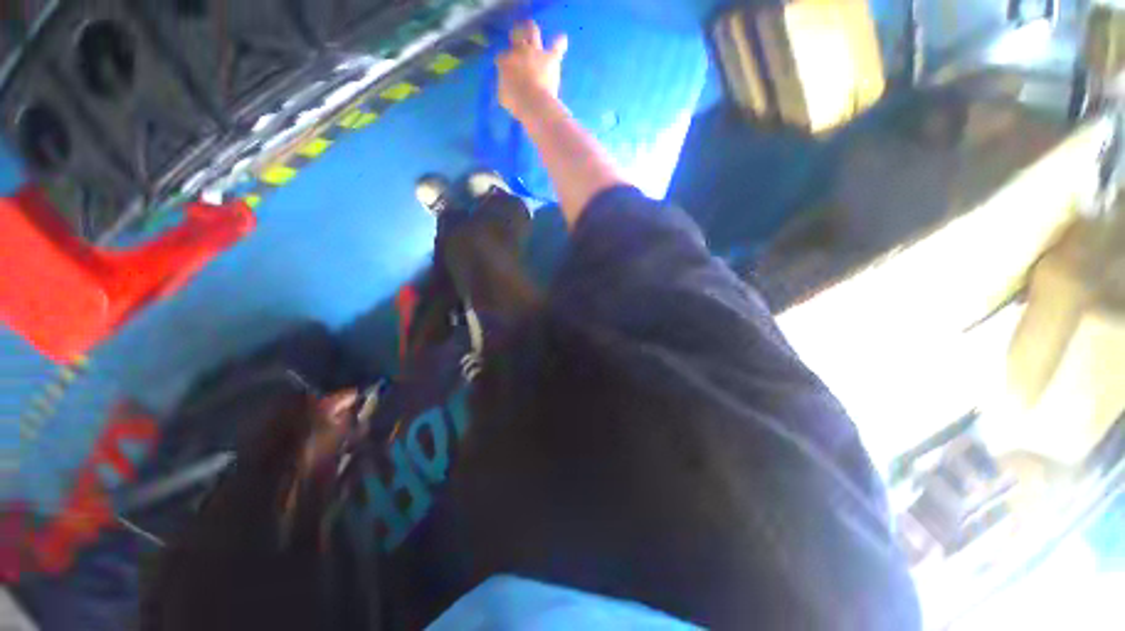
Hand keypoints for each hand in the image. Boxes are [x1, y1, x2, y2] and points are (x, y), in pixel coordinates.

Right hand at [497, 20, 567, 120]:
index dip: (504, 62)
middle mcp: (519, 51)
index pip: (501, 57)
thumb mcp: (504, 96)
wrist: (534, 103)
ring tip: (531, 26)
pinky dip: (560, 42)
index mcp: (505, 62)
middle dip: (516, 35)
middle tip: (516, 36)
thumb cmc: (516, 103)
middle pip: (515, 35)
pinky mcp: (550, 57)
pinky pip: (557, 46)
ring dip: (531, 28)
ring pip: (533, 32)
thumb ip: (505, 87)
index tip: (506, 69)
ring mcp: (535, 52)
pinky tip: (563, 39)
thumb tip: (507, 86)